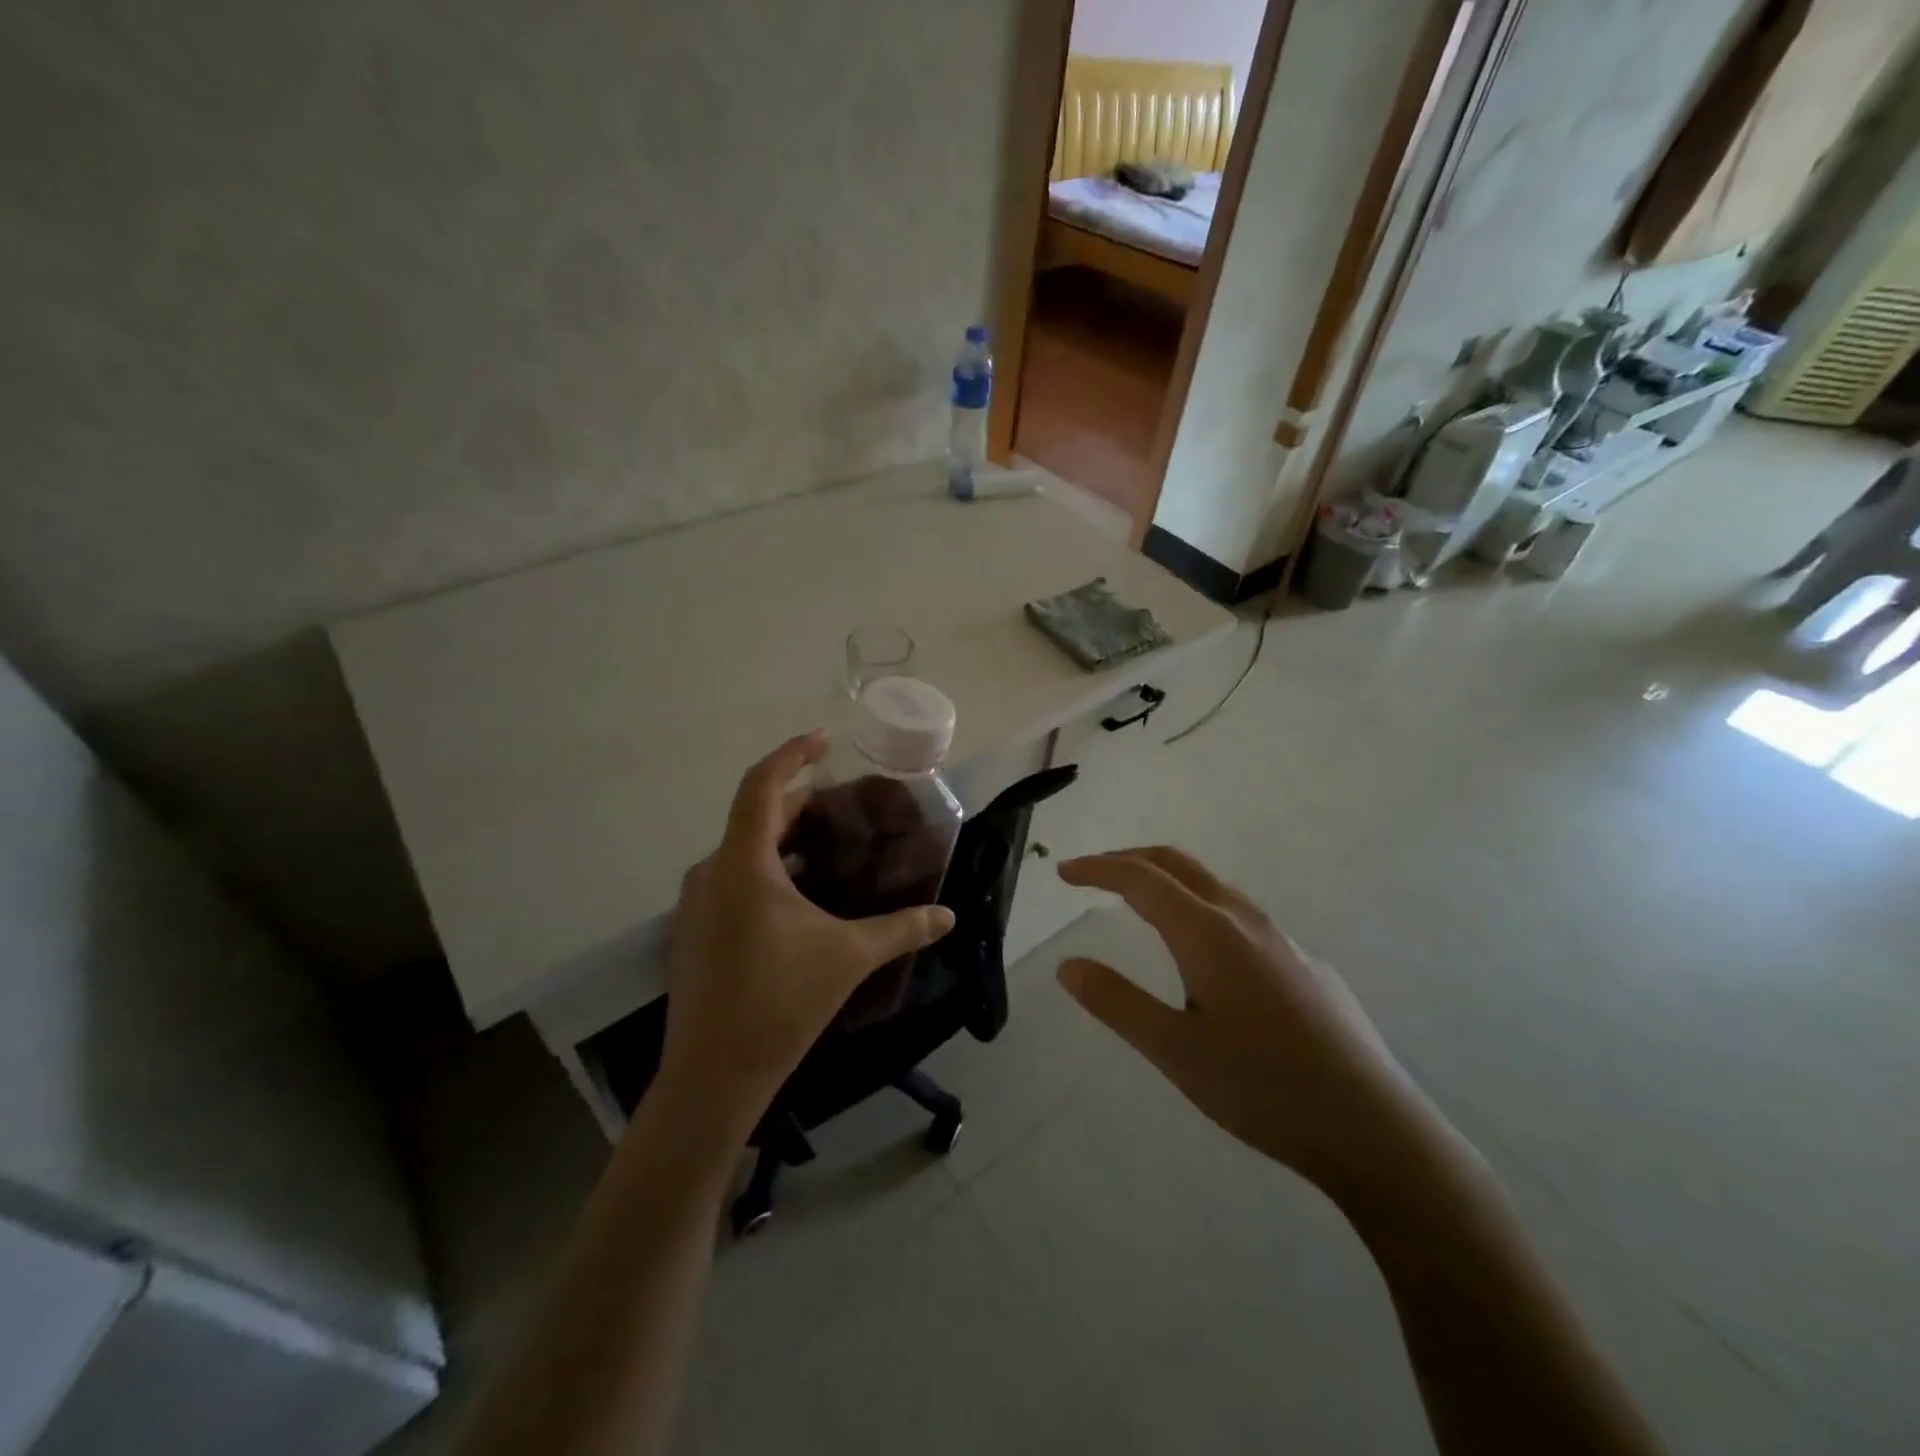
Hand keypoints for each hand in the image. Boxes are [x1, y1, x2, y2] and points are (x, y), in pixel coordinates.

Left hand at [657, 732, 955, 1135]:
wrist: (712, 1078)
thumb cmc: (780, 1003)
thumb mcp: (849, 957)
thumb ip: (902, 929)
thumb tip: (949, 916)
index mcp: (743, 865)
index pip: (762, 785)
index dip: (792, 754)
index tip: (825, 740)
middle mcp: (711, 872)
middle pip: (755, 815)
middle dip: (799, 800)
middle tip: (842, 801)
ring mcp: (696, 904)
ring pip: (742, 849)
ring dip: (783, 837)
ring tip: (827, 843)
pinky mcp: (694, 931)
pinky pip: (732, 878)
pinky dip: (766, 868)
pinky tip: (799, 894)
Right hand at [1056, 847, 1444, 1205]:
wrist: (1372, 1128)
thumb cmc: (1262, 1088)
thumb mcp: (1174, 1051)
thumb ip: (1117, 1002)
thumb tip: (1068, 965)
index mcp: (1208, 933)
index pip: (1140, 878)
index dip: (1097, 868)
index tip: (1064, 872)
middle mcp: (1244, 920)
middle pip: (1178, 864)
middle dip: (1130, 859)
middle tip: (1092, 874)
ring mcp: (1282, 938)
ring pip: (1212, 887)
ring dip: (1167, 881)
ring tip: (1139, 903)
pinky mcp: (1306, 963)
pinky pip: (1240, 916)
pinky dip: (1200, 908)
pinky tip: (1205, 955)